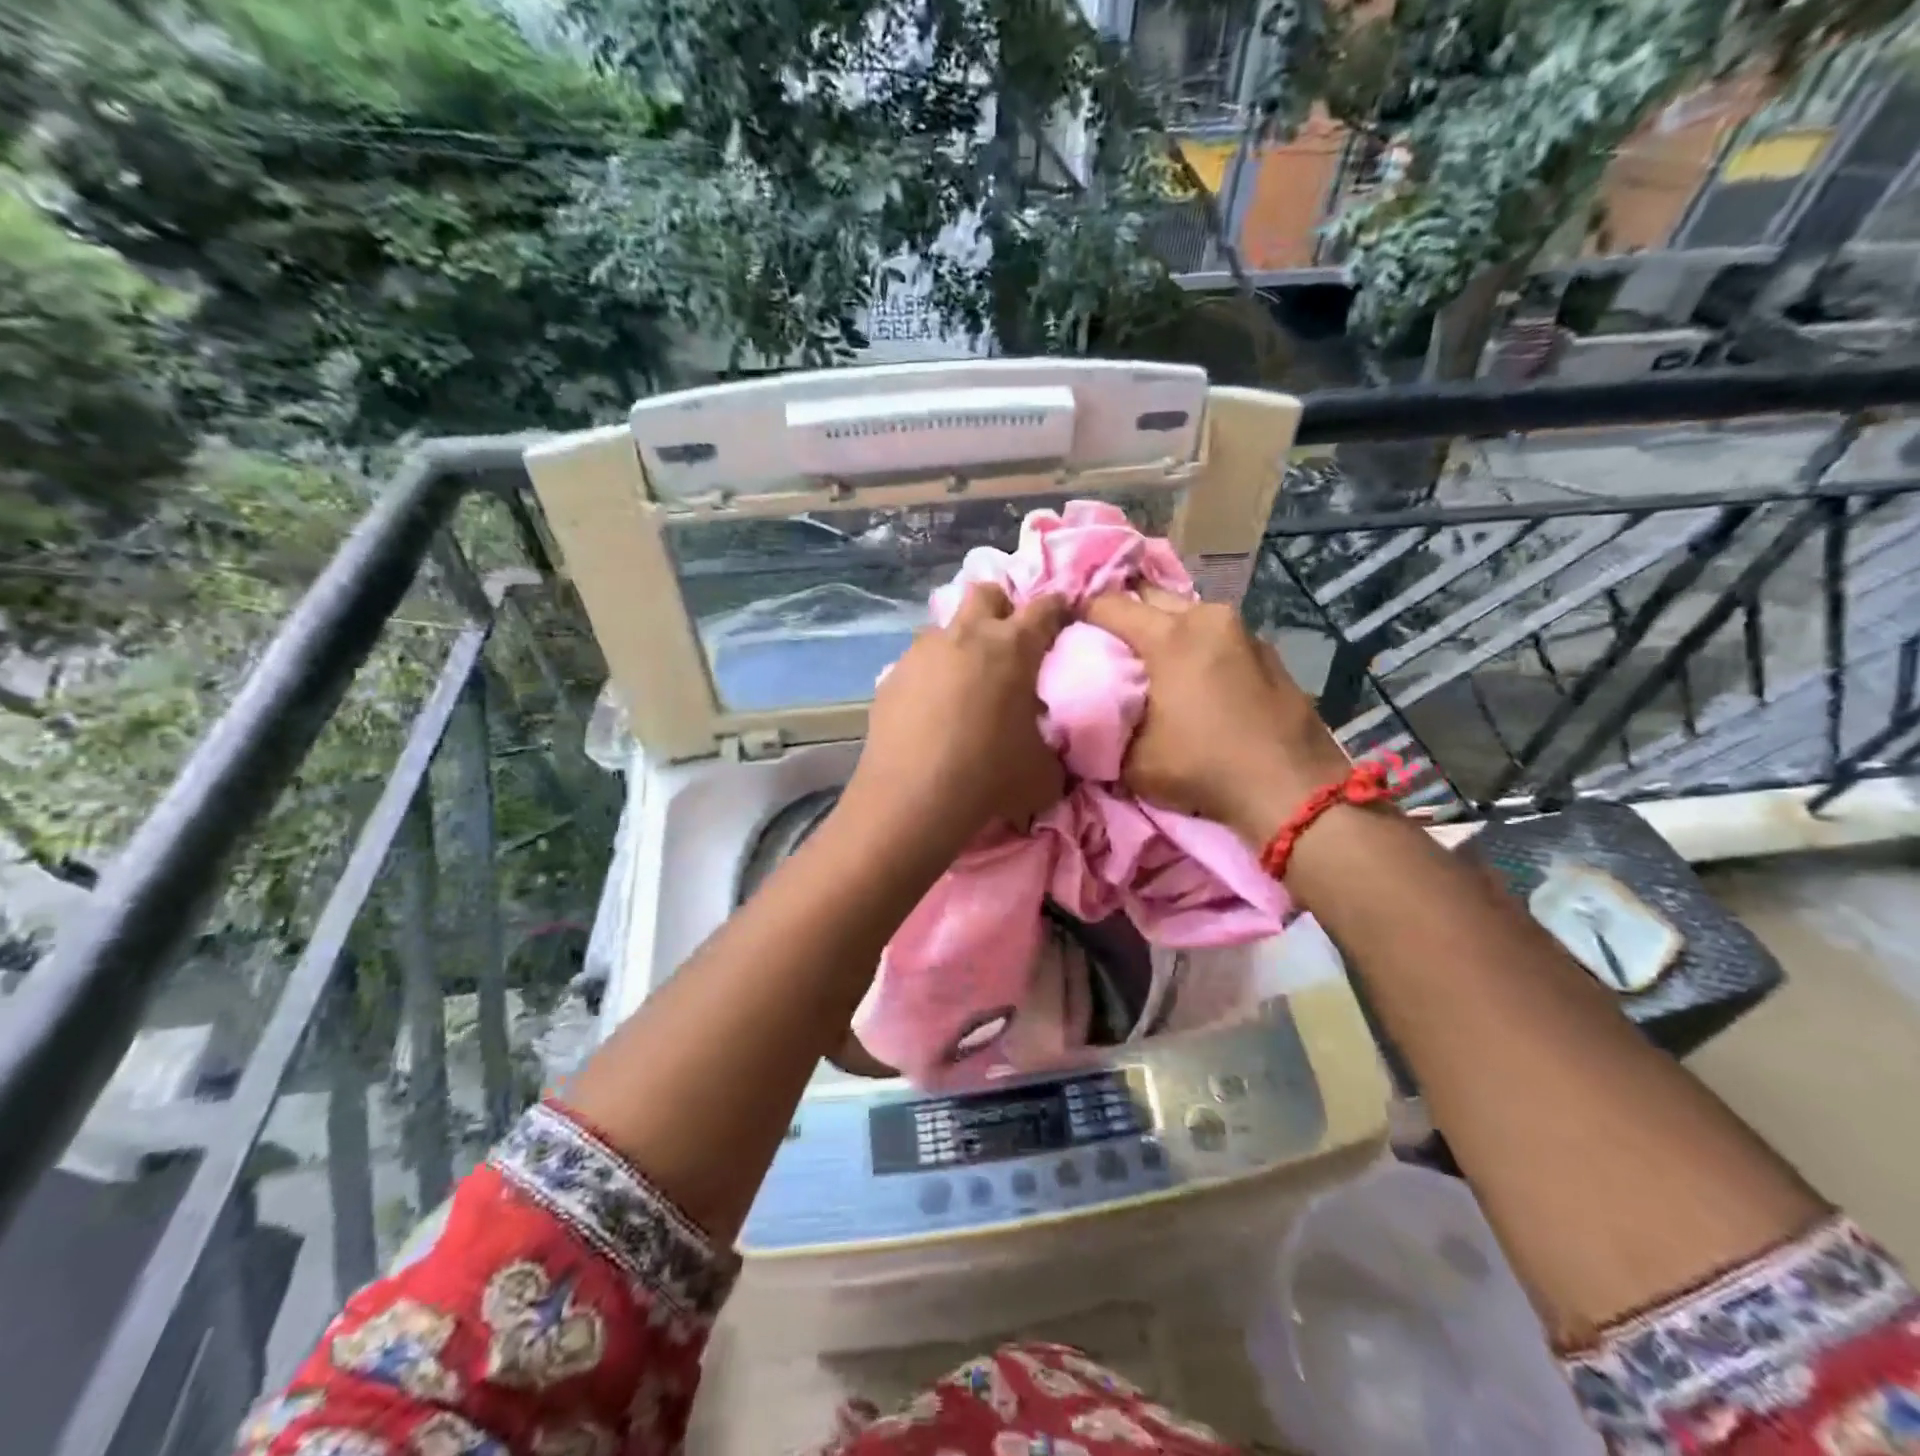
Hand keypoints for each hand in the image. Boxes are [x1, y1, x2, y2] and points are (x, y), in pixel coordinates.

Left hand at [846, 584, 1068, 849]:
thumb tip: (1047, 749)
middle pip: (986, 593)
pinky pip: (916, 662)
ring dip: (959, 642)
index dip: (1058, 608)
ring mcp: (923, 652)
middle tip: (1007, 641)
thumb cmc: (990, 776)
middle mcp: (967, 636)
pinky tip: (929, 709)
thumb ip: (1051, 749)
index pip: (1046, 607)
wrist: (913, 796)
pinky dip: (929, 675)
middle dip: (1001, 607)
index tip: (1062, 617)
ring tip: (964, 680)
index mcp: (1014, 647)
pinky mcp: (891, 675)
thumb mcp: (1043, 772)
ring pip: (944, 626)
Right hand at [1083, 588, 1350, 845]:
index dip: (1080, 613)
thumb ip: (1104, 728)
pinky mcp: (1267, 651)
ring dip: (1164, 628)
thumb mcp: (1132, 761)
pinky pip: (1217, 635)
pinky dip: (1196, 645)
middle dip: (1125, 612)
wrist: (1290, 789)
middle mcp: (1207, 618)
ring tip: (1149, 658)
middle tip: (1106, 641)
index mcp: (1169, 636)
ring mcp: (1243, 631)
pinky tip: (1193, 675)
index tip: (1066, 630)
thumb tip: (1089, 717)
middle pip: (1151, 596)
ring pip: (1188, 614)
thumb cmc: (1202, 769)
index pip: (1109, 605)